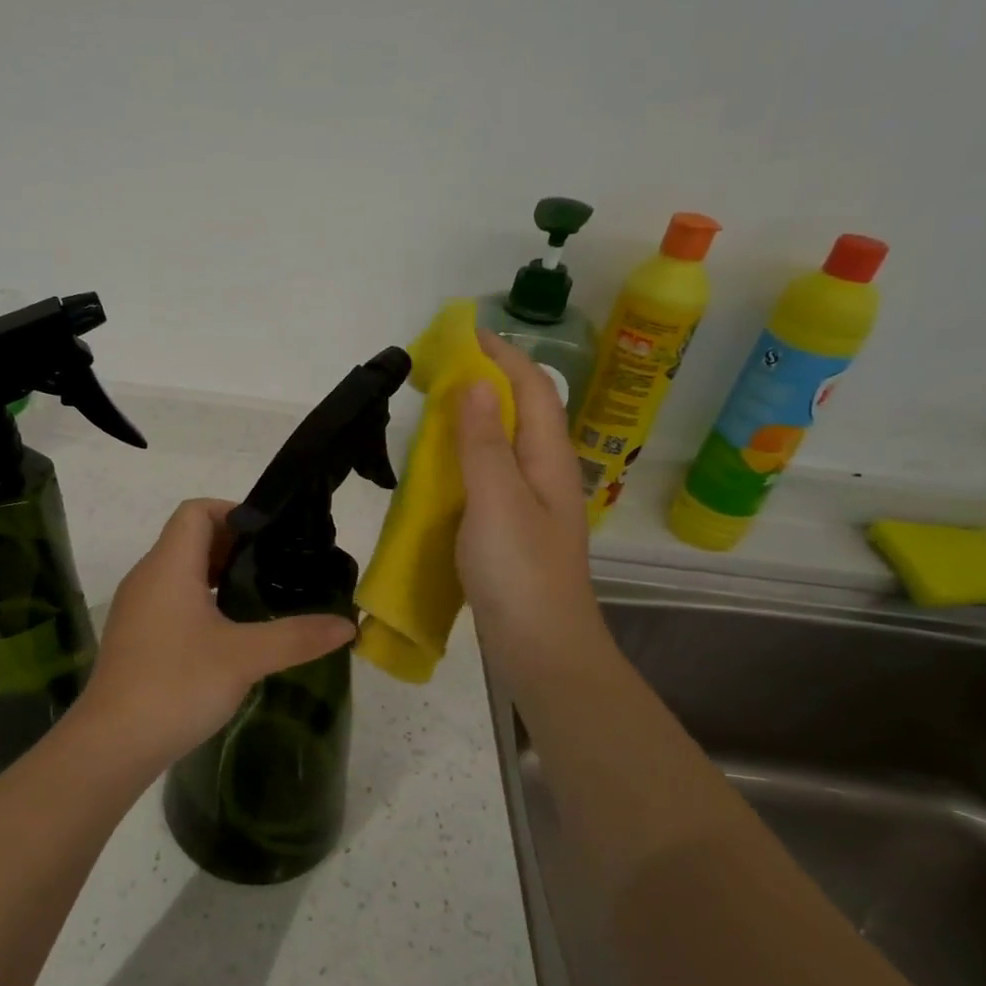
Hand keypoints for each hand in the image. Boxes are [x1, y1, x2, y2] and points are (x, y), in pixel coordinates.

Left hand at [81, 499, 357, 772]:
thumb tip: (348, 625)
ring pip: (180, 571)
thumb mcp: (245, 658)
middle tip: (275, 567)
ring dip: (217, 575)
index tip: (270, 536)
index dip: (233, 512)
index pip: (196, 511)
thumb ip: (297, 636)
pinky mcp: (135, 637)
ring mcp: (137, 609)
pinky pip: (171, 600)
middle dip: (233, 546)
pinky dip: (201, 601)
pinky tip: (229, 633)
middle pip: (189, 538)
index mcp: (168, 566)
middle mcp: (147, 577)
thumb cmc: (177, 685)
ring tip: (259, 597)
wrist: (112, 745)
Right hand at [455, 332, 606, 679]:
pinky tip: (441, 468)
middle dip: (488, 380)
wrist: (542, 651)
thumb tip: (477, 381)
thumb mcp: (496, 501)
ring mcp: (531, 506)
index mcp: (549, 461)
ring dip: (476, 418)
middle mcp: (546, 475)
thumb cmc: (520, 574)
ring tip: (436, 408)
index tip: (464, 335)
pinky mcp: (513, 531)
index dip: (504, 356)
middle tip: (440, 369)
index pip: (533, 389)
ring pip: (506, 445)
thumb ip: (484, 442)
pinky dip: (468, 457)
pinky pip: (491, 477)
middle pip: (523, 412)